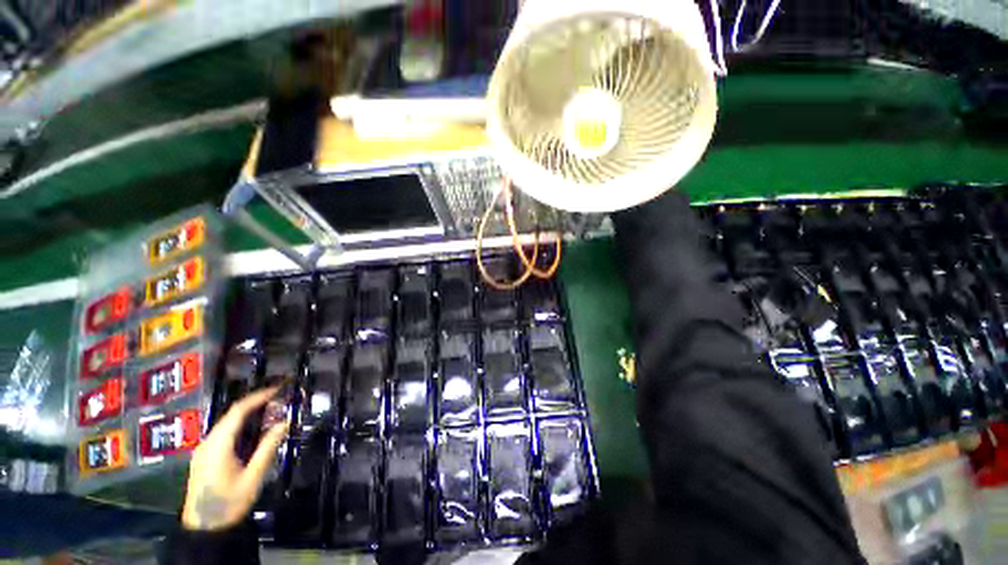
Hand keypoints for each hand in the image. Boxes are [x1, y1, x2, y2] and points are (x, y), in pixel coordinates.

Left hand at [181, 386, 287, 530]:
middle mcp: (208, 443)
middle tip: (278, 399)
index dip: (258, 397)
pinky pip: (224, 433)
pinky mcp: (205, 457)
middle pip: (231, 415)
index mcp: (218, 445)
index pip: (238, 411)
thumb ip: (267, 448)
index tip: (278, 389)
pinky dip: (241, 425)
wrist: (203, 528)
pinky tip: (253, 430)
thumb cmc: (229, 502)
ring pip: (227, 423)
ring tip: (270, 411)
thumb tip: (284, 423)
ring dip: (248, 414)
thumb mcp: (253, 477)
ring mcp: (204, 450)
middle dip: (255, 403)